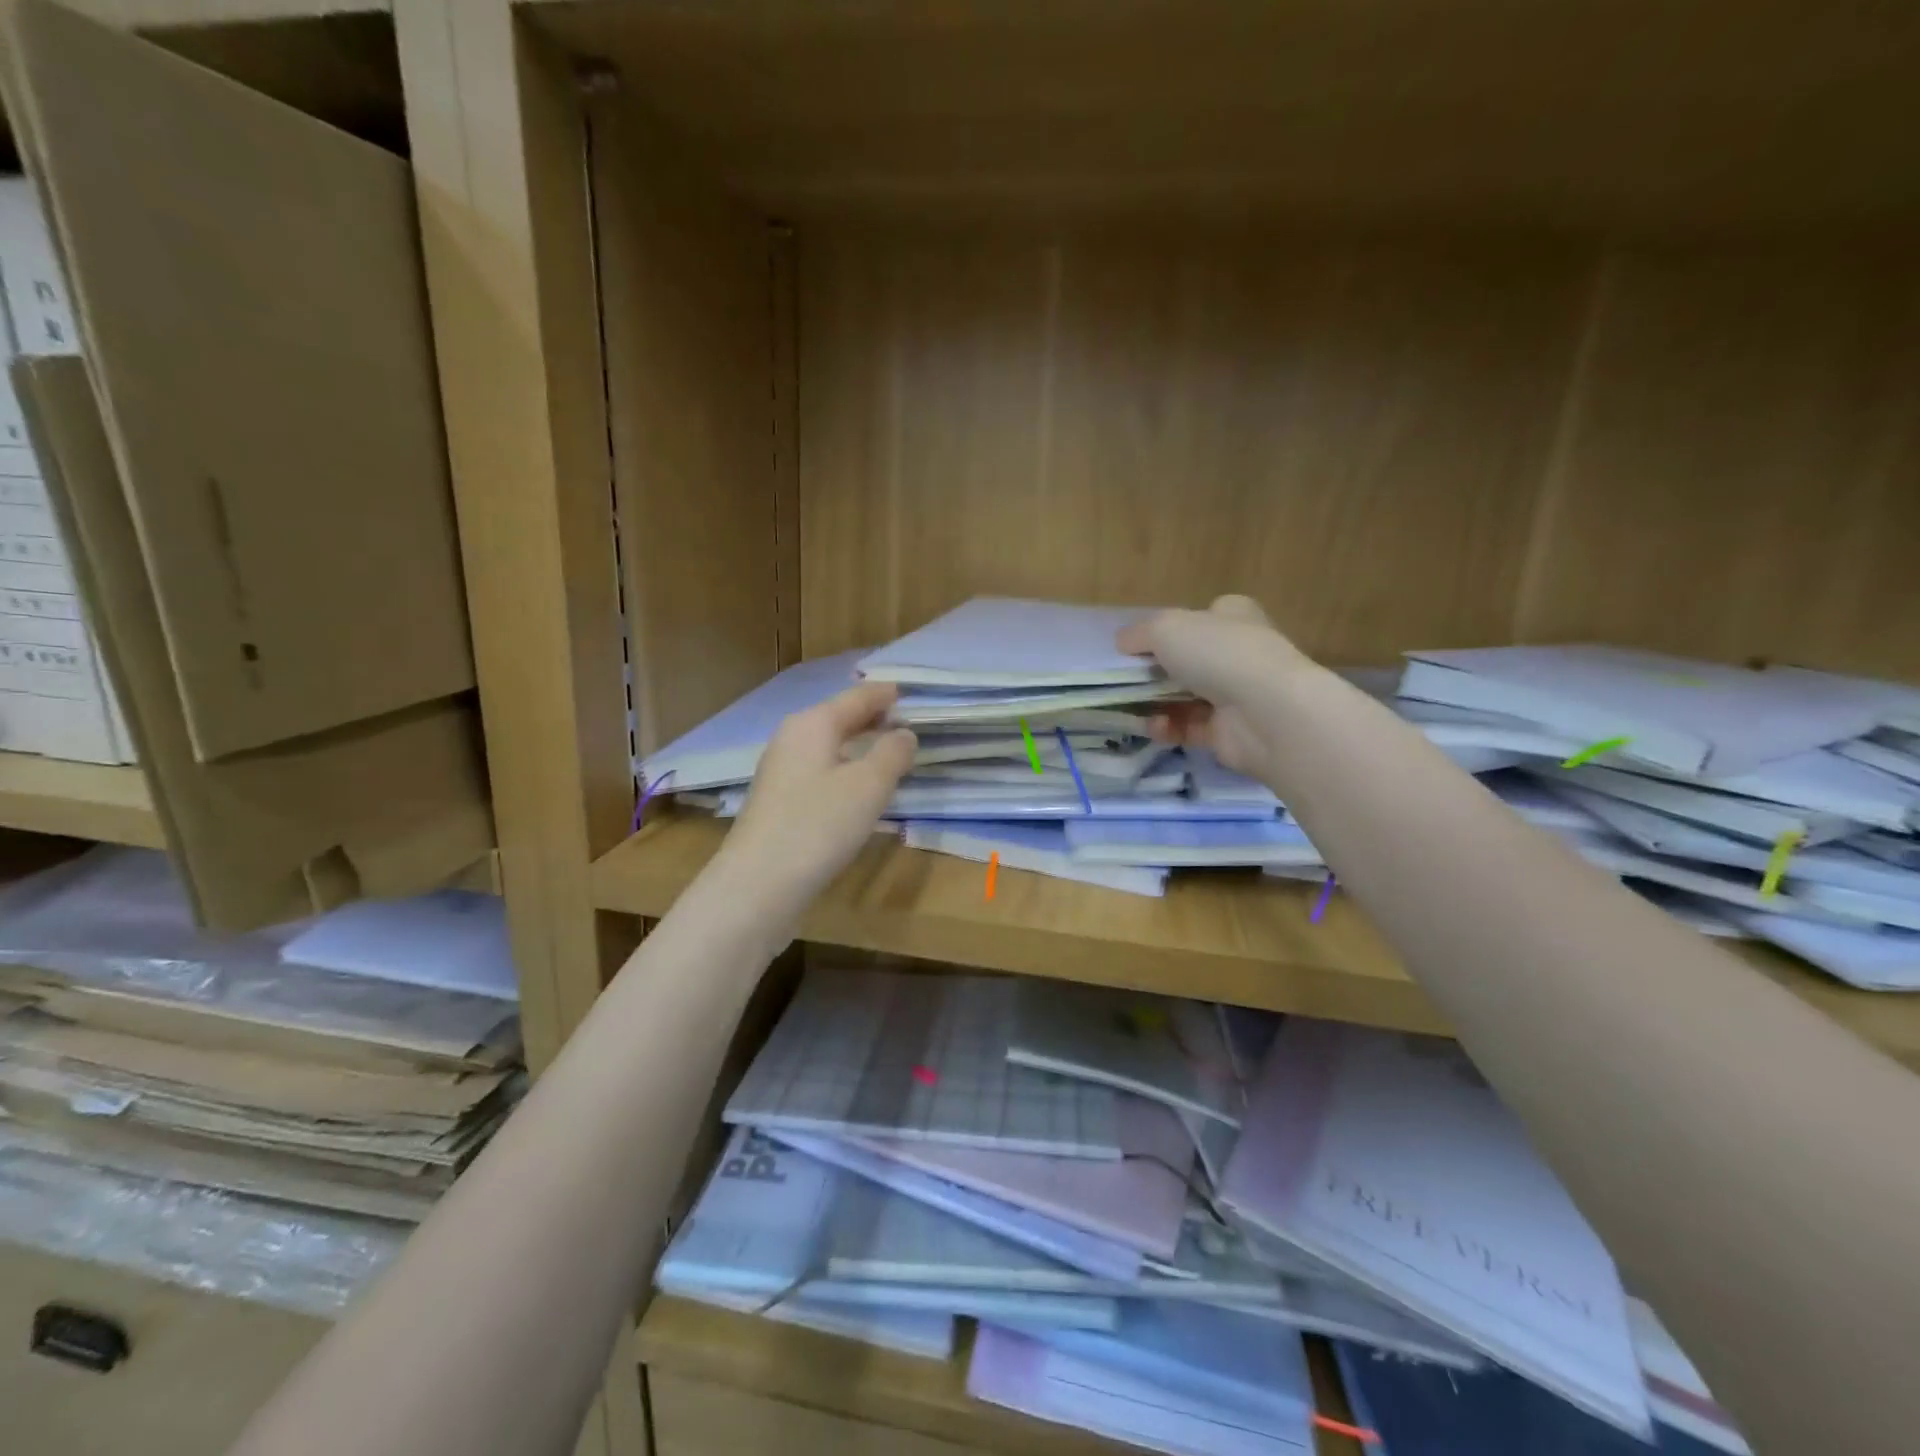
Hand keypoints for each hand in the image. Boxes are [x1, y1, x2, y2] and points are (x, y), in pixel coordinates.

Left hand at [721, 682, 916, 910]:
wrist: (758, 884)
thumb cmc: (819, 825)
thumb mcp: (870, 786)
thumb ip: (892, 752)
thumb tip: (904, 733)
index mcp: (813, 723)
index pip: (857, 697)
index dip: (884, 694)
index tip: (908, 692)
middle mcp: (791, 738)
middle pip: (838, 718)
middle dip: (871, 718)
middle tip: (904, 721)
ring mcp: (780, 771)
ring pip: (827, 745)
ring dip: (857, 744)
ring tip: (887, 752)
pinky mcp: (777, 801)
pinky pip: (819, 770)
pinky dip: (843, 768)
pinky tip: (856, 787)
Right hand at [1117, 595, 1308, 782]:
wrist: (1264, 712)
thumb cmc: (1217, 654)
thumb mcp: (1165, 628)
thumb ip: (1138, 634)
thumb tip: (1122, 643)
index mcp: (1232, 617)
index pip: (1200, 617)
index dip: (1168, 629)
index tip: (1138, 646)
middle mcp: (1237, 652)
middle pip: (1187, 660)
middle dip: (1155, 672)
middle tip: (1126, 681)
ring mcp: (1236, 694)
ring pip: (1183, 697)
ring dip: (1155, 703)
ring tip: (1134, 709)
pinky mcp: (1228, 731)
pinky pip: (1188, 727)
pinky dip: (1168, 728)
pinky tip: (1157, 727)